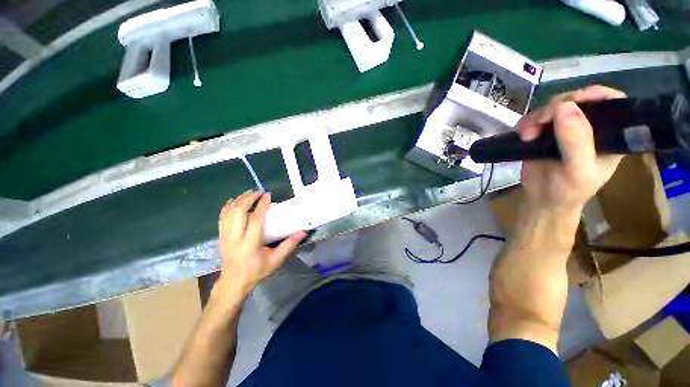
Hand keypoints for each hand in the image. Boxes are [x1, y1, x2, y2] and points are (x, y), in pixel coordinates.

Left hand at [216, 192, 305, 295]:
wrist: (233, 283)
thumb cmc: (256, 271)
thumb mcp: (276, 260)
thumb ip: (289, 245)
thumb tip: (302, 231)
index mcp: (249, 245)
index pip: (255, 220)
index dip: (261, 206)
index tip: (268, 196)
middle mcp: (234, 238)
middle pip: (238, 212)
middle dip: (248, 198)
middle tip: (259, 192)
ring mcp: (225, 236)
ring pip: (228, 212)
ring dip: (238, 200)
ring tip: (249, 193)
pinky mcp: (220, 235)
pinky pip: (222, 216)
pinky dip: (229, 205)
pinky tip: (236, 201)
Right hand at [516, 85, 625, 213]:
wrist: (542, 201)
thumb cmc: (568, 190)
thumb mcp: (577, 171)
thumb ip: (576, 142)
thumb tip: (566, 107)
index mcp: (608, 134)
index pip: (611, 102)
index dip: (595, 95)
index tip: (572, 102)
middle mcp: (589, 126)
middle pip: (576, 101)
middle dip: (555, 108)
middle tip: (540, 123)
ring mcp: (565, 129)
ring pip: (552, 107)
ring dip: (536, 117)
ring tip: (527, 135)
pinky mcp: (544, 133)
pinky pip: (535, 118)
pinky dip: (526, 122)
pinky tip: (522, 133)